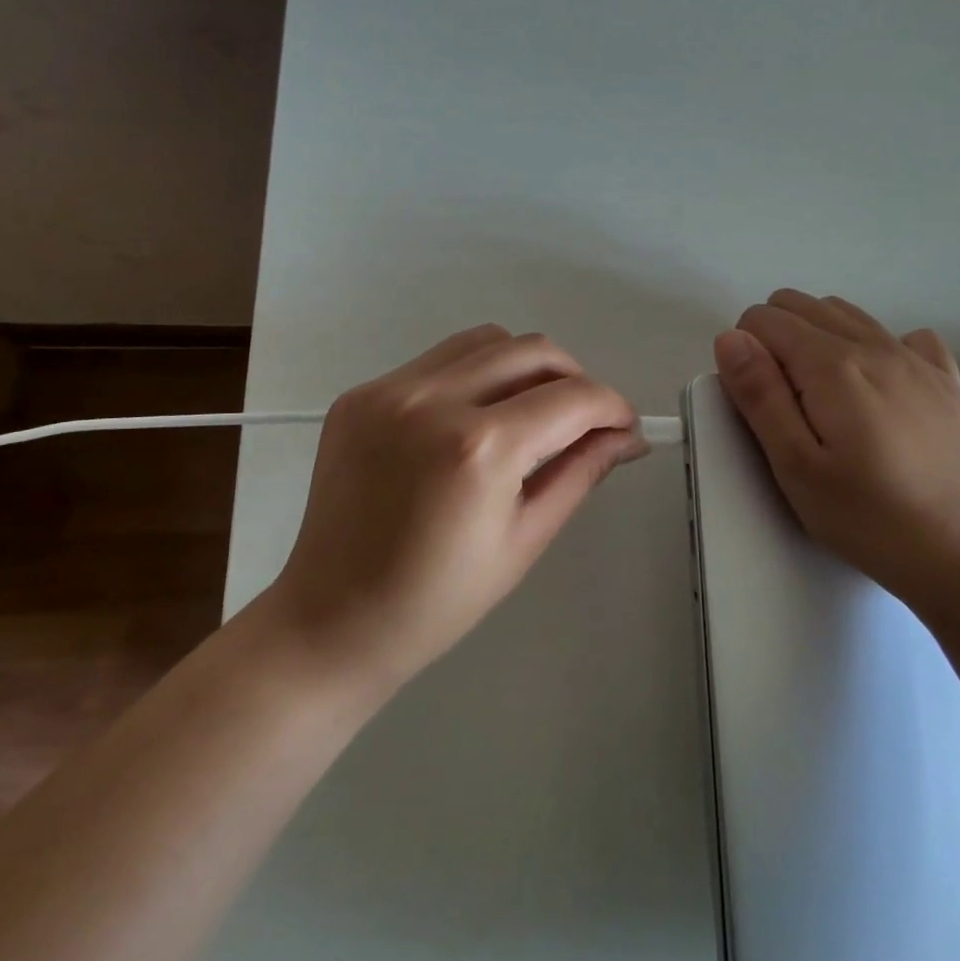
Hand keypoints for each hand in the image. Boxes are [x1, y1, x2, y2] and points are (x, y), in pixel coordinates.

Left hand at [272, 325, 647, 687]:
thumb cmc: (438, 600)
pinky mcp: (360, 394)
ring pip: (486, 340)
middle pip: (533, 350)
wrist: (331, 620)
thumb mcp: (525, 539)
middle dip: (576, 378)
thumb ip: (581, 472)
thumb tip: (628, 437)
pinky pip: (438, 360)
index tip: (625, 426)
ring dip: (525, 366)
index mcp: (480, 448)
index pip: (572, 398)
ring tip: (532, 411)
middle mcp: (432, 400)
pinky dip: (475, 375)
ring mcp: (389, 390)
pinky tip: (475, 418)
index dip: (612, 407)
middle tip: (583, 419)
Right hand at [713, 290, 959, 610]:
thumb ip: (759, 396)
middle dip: (774, 337)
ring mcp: (915, 358)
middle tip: (783, 403)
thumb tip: (731, 338)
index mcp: (832, 365)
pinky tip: (878, 388)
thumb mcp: (794, 466)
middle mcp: (874, 345)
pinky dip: (877, 346)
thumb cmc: (864, 516)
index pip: (764, 319)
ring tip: (822, 397)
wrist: (957, 552)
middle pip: (802, 304)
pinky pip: (904, 335)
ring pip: (846, 312)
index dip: (745, 352)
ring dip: (817, 336)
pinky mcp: (944, 379)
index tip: (758, 402)